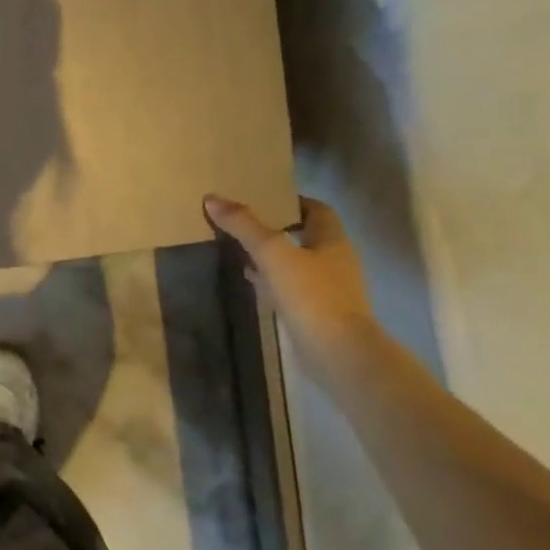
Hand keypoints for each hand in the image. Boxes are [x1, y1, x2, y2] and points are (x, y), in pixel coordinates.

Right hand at [203, 194, 376, 375]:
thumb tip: (212, 198)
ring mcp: (328, 289)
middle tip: (244, 223)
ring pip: (297, 263)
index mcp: (332, 241)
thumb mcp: (272, 253)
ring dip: (273, 256)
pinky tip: (252, 283)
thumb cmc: (311, 294)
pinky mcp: (317, 312)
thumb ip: (244, 226)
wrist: (337, 352)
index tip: (264, 198)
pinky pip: (292, 287)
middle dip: (278, 228)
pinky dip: (272, 281)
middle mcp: (335, 261)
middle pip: (306, 235)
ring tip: (240, 250)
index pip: (317, 210)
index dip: (293, 202)